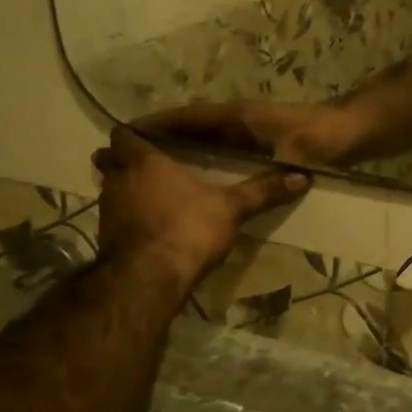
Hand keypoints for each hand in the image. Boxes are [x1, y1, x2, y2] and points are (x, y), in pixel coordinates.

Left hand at [91, 125, 308, 286]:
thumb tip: (303, 177)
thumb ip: (263, 191)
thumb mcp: (232, 207)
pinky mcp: (108, 239)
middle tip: (157, 163)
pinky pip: (118, 217)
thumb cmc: (187, 227)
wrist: (149, 279)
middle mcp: (118, 181)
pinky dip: (133, 216)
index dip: (137, 131)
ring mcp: (108, 211)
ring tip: (160, 193)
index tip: (155, 135)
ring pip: (114, 189)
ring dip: (131, 189)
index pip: (125, 133)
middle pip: (111, 161)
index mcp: (144, 161)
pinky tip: (156, 224)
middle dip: (129, 160)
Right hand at [136, 99, 368, 167]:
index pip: (190, 118)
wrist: (352, 132)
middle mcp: (238, 121)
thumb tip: (232, 191)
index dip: (158, 125)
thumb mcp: (295, 154)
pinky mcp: (256, 145)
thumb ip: (271, 172)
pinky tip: (182, 181)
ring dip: (174, 151)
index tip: (123, 135)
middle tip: (119, 157)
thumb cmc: (322, 138)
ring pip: (202, 140)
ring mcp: (247, 132)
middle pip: (189, 129)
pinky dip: (197, 160)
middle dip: (157, 142)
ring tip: (139, 170)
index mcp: (239, 117)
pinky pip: (217, 151)